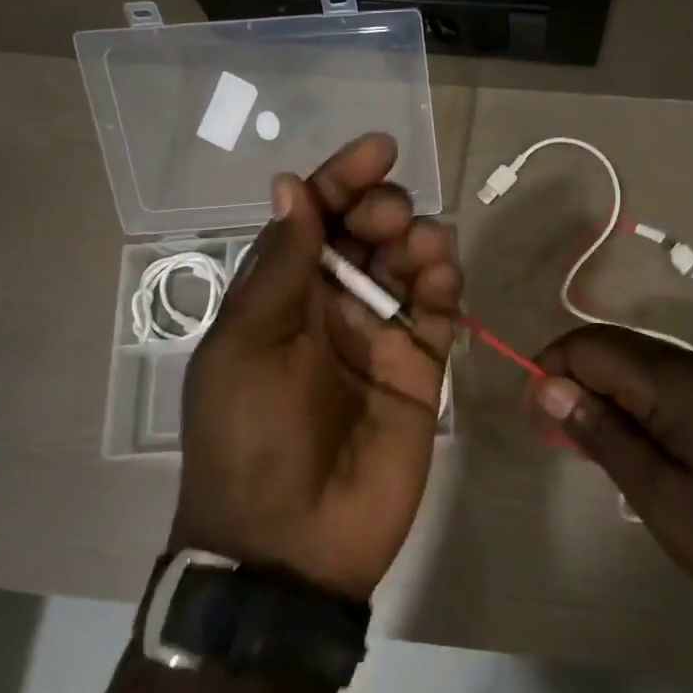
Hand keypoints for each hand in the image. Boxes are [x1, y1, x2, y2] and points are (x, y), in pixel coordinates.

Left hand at [173, 134, 459, 602]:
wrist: (290, 544)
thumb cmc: (251, 437)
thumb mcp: (247, 345)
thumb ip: (279, 266)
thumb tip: (290, 185)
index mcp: (282, 293)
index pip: (315, 217)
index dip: (343, 178)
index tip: (380, 148)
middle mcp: (332, 305)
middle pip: (368, 232)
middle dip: (383, 207)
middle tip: (390, 219)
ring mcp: (379, 335)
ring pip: (410, 263)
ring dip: (421, 239)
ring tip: (422, 247)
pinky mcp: (420, 368)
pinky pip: (439, 311)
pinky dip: (445, 285)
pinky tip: (441, 278)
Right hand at [528, 325, 692, 611]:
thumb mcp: (658, 494)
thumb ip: (602, 434)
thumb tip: (546, 387)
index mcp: (672, 381)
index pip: (590, 346)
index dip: (551, 370)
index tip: (535, 418)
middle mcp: (688, 364)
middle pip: (608, 343)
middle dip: (568, 375)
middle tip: (552, 430)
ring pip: (629, 359)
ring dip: (595, 386)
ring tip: (582, 438)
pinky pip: (653, 377)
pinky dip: (624, 397)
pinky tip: (622, 438)